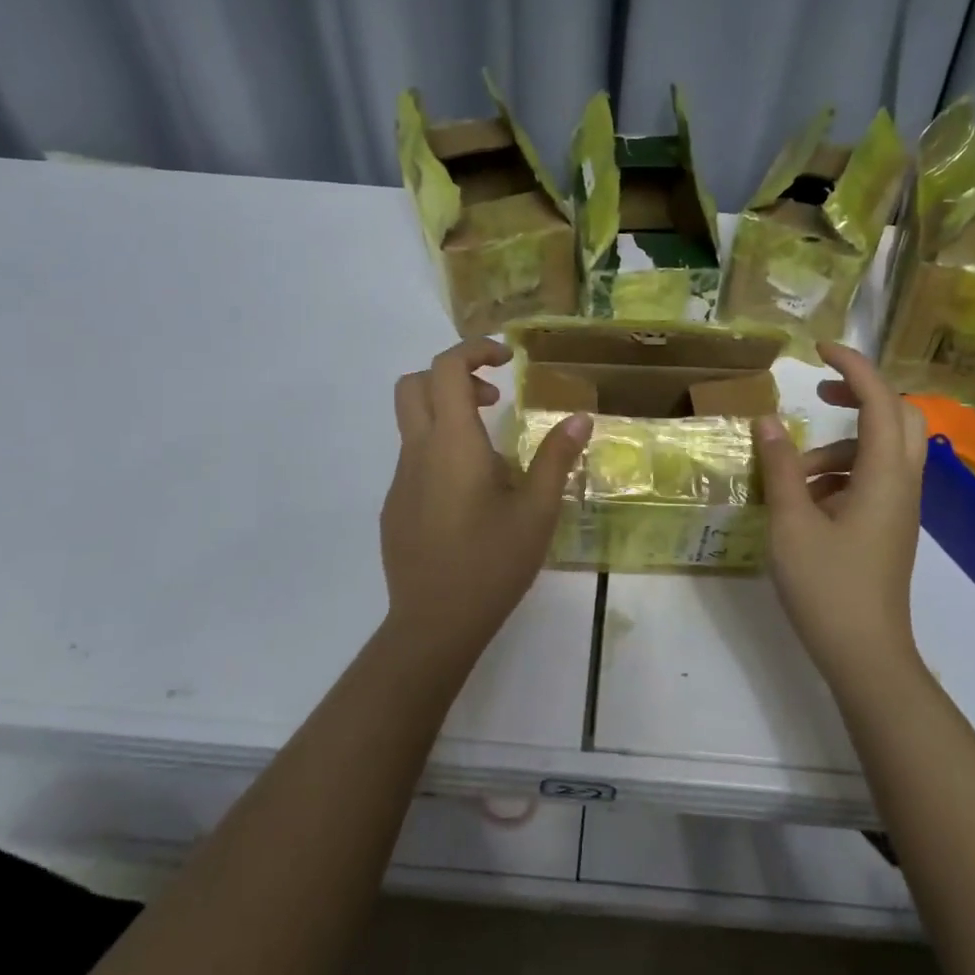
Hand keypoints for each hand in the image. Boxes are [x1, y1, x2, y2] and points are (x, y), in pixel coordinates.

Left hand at [380, 338, 591, 649]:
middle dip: (453, 377)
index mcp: (452, 443)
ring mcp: (400, 480)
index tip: (508, 360)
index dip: (475, 350)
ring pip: (413, 423)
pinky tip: (471, 497)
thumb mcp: (537, 510)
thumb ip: (557, 457)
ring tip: (494, 457)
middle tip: (494, 400)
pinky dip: (440, 451)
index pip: (446, 368)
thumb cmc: (492, 562)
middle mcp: (418, 452)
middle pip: (414, 384)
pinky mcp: (394, 506)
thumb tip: (580, 417)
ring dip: (448, 416)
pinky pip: (413, 459)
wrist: (434, 623)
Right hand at [753, 342, 926, 688]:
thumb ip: (780, 468)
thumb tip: (766, 421)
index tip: (819, 351)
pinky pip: (872, 478)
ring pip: (882, 450)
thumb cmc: (827, 587)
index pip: (879, 400)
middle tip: (817, 397)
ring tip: (792, 472)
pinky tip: (805, 499)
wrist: (865, 654)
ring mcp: (899, 507)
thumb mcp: (792, 523)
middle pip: (900, 416)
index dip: (853, 366)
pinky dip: (841, 472)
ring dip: (838, 445)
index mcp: (884, 475)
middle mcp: (902, 483)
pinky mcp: (889, 526)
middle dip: (860, 395)